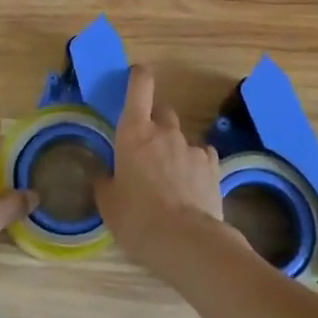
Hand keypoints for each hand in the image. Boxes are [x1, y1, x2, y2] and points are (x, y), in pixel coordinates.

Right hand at [95, 66, 238, 271]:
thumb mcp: (109, 204)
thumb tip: (104, 177)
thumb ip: (105, 183)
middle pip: (162, 111)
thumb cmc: (136, 218)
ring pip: (181, 137)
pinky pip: (201, 155)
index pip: (139, 87)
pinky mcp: (213, 165)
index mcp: (133, 132)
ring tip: (170, 179)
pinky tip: (191, 186)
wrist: (185, 241)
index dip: (139, 77)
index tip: (137, 76)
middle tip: (148, 148)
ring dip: (174, 149)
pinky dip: (195, 164)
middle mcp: (164, 131)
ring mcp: (191, 146)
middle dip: (155, 123)